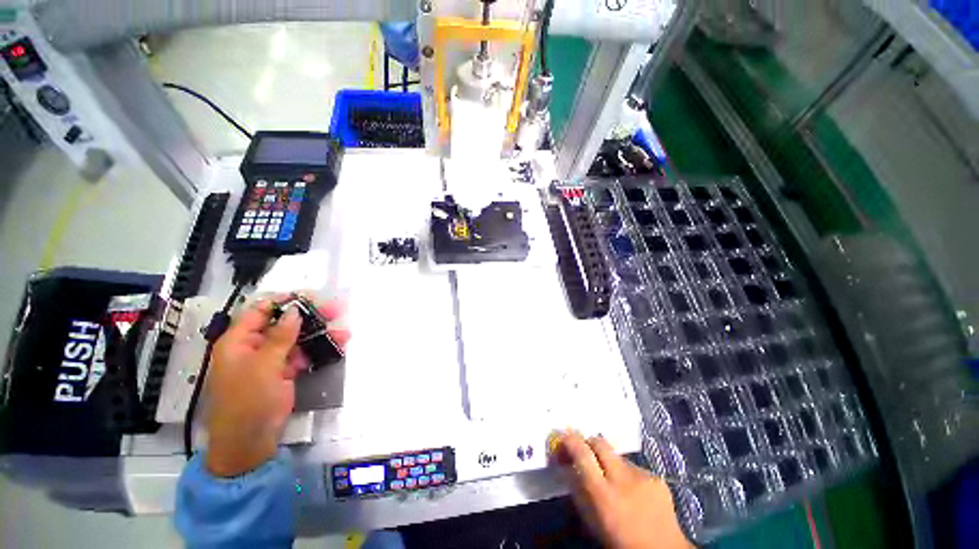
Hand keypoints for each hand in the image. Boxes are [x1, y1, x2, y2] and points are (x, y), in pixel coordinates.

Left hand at [204, 298, 349, 476]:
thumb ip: (280, 337)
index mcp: (239, 341)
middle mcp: (254, 347)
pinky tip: (337, 345)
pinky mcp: (284, 372)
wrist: (250, 441)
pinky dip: (318, 350)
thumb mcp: (264, 366)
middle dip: (310, 317)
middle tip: (335, 310)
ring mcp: (271, 360)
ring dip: (320, 334)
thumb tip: (294, 311)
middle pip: (284, 324)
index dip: (285, 302)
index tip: (311, 296)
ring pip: (298, 339)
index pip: (261, 311)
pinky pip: (303, 354)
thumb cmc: (248, 401)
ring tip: (343, 332)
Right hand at [556, 431, 692, 548]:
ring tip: (612, 480)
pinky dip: (627, 474)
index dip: (570, 441)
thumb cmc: (621, 541)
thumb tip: (569, 466)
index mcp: (605, 496)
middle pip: (600, 443)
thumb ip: (579, 492)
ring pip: (616, 455)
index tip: (562, 438)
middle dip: (588, 442)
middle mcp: (624, 480)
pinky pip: (633, 466)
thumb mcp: (592, 521)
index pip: (583, 455)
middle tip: (584, 451)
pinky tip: (632, 490)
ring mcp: (643, 476)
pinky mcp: (656, 477)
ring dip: (609, 462)